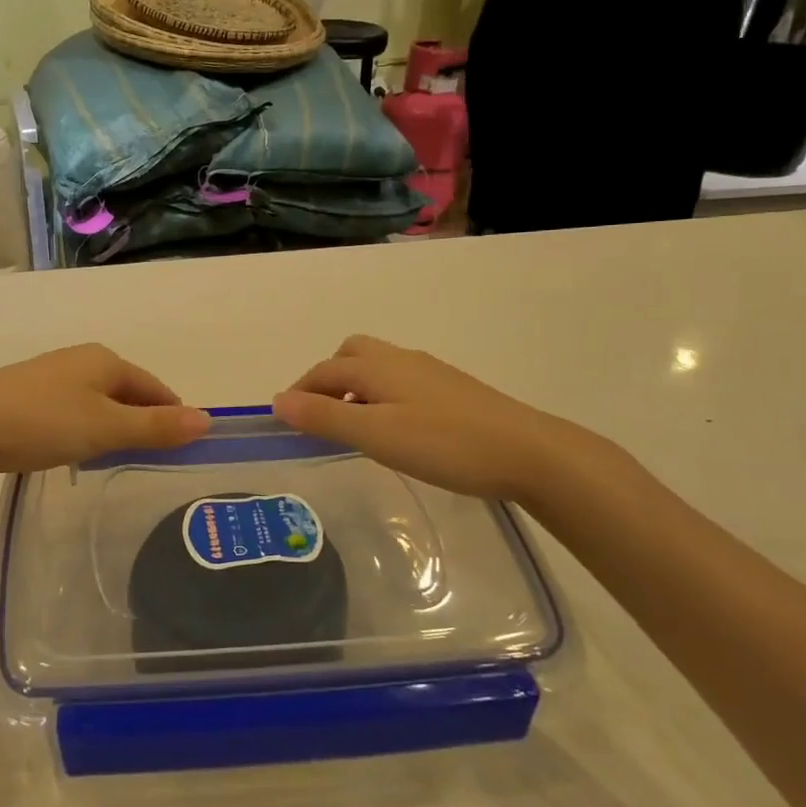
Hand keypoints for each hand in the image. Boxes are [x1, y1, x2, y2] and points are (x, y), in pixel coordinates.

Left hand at [0, 344, 209, 477]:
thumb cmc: (43, 422)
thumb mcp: (106, 428)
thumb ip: (156, 427)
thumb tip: (207, 419)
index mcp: (106, 360)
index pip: (156, 387)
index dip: (173, 416)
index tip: (182, 449)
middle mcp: (82, 360)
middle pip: (129, 392)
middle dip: (143, 421)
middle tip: (151, 459)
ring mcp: (53, 374)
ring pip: (100, 401)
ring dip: (114, 426)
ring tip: (115, 458)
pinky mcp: (29, 393)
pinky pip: (74, 408)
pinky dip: (86, 427)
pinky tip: (75, 449)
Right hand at [274, 335, 602, 504]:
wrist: (528, 452)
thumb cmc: (444, 444)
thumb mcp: (375, 434)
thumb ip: (325, 416)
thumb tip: (278, 400)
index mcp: (377, 366)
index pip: (323, 370)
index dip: (299, 391)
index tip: (284, 420)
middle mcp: (401, 359)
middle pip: (351, 354)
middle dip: (327, 378)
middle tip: (319, 416)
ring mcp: (430, 372)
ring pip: (378, 367)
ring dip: (355, 387)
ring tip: (353, 425)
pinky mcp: (452, 390)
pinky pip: (400, 381)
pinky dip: (381, 395)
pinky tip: (395, 428)